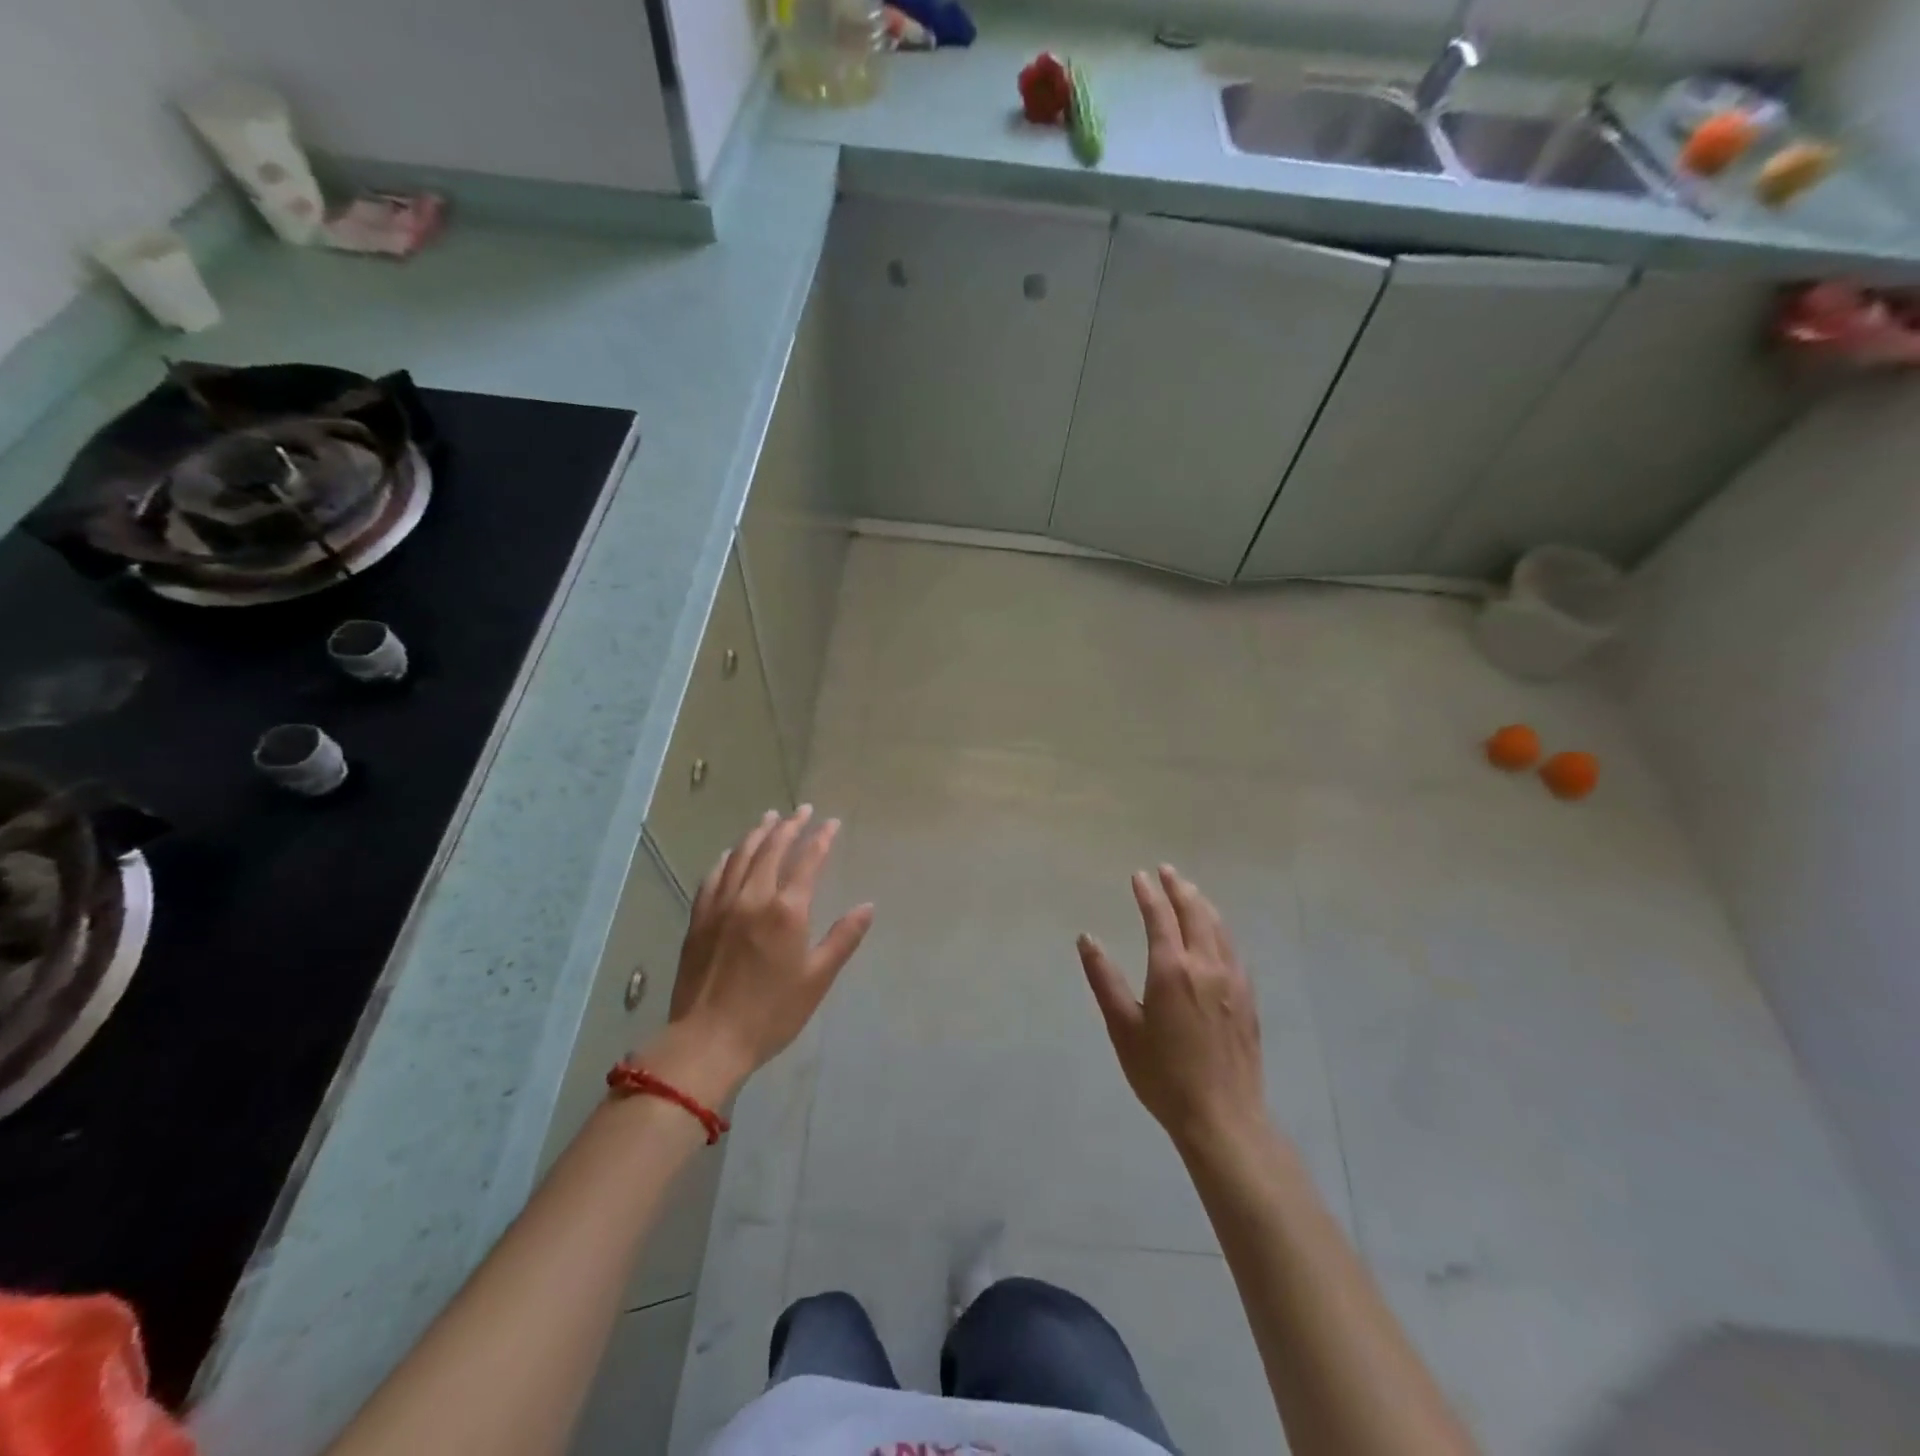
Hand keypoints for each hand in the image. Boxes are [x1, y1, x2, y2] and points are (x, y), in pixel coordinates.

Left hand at [643, 806, 873, 1102]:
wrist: (709, 1040)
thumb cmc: (772, 1013)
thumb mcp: (817, 978)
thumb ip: (843, 938)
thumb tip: (867, 906)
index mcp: (787, 911)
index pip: (808, 861)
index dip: (821, 838)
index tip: (831, 823)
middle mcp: (753, 897)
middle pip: (772, 849)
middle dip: (790, 826)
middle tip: (802, 811)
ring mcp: (722, 905)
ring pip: (741, 856)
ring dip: (758, 834)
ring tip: (769, 818)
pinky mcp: (699, 919)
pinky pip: (713, 877)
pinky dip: (726, 858)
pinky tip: (731, 853)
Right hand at [1078, 865, 1266, 1150]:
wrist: (1223, 1117)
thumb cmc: (1163, 1075)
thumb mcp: (1123, 1028)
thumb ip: (1104, 979)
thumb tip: (1087, 939)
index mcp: (1172, 970)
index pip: (1159, 918)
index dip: (1148, 894)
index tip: (1139, 876)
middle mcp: (1206, 966)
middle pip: (1194, 913)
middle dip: (1179, 888)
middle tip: (1166, 871)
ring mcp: (1232, 980)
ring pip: (1218, 927)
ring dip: (1202, 904)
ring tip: (1190, 891)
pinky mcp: (1248, 998)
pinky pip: (1233, 948)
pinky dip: (1220, 928)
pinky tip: (1216, 933)